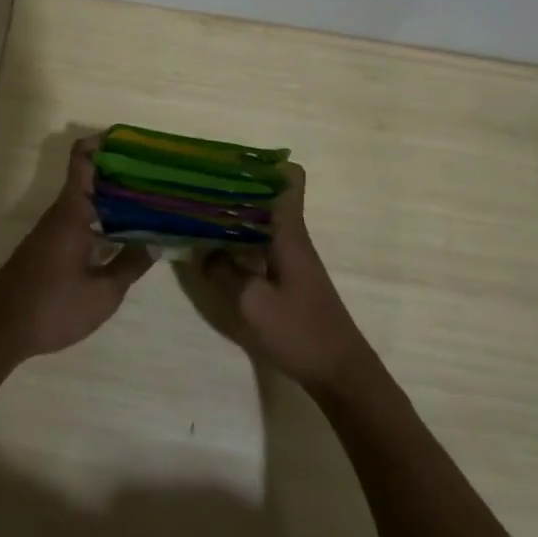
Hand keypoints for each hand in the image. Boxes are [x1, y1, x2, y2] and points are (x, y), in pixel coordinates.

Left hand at [0, 137, 154, 363]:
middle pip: (91, 181)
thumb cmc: (52, 306)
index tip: (132, 140)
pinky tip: (125, 240)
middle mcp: (60, 215)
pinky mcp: (49, 251)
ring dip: (115, 203)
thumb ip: (129, 266)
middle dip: (123, 176)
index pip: (82, 160)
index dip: (103, 143)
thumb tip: (154, 242)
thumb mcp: (102, 293)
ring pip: (87, 204)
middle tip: (159, 180)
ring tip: (152, 208)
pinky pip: (81, 224)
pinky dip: (103, 223)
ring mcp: (52, 233)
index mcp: (71, 212)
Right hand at [202, 164, 374, 390]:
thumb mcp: (252, 302)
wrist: (341, 374)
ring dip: (234, 213)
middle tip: (196, 186)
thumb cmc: (300, 332)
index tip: (228, 162)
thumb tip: (202, 251)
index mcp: (289, 233)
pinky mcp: (288, 277)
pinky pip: (261, 243)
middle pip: (269, 195)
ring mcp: (292, 258)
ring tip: (197, 211)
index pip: (290, 179)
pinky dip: (239, 238)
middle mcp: (292, 238)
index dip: (263, 164)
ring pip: (262, 220)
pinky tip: (215, 249)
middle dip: (235, 186)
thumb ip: (223, 272)